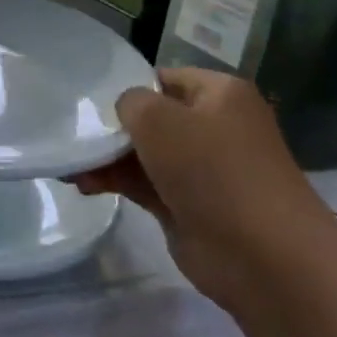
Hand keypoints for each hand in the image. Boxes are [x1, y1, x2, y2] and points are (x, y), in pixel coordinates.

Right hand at [74, 68, 336, 314]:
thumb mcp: (158, 119)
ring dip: (107, 158)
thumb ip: (130, 102)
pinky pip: (144, 184)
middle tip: (73, 133)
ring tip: (70, 167)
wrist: (265, 259)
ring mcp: (203, 169)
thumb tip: (126, 113)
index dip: (127, 85)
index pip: (163, 78)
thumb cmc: (214, 172)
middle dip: (112, 127)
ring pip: (144, 153)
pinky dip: (115, 182)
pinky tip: (83, 185)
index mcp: (220, 94)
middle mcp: (214, 126)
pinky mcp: (189, 205)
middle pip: (151, 117)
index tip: (89, 99)